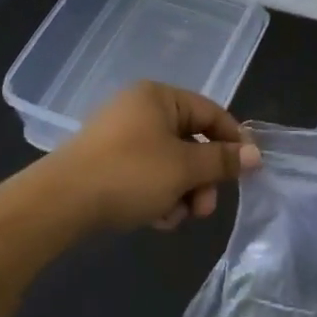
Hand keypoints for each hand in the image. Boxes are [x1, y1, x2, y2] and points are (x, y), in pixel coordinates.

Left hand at [53, 82, 260, 231]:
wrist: (60, 203)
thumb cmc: (130, 174)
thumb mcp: (184, 168)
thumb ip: (223, 161)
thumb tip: (256, 155)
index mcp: (159, 97)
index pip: (212, 113)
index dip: (234, 142)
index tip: (247, 172)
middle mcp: (140, 109)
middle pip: (192, 142)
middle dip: (203, 178)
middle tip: (204, 208)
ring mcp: (121, 137)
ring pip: (171, 164)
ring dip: (182, 192)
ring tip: (175, 217)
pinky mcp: (107, 164)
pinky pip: (147, 175)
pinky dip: (158, 196)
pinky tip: (155, 219)